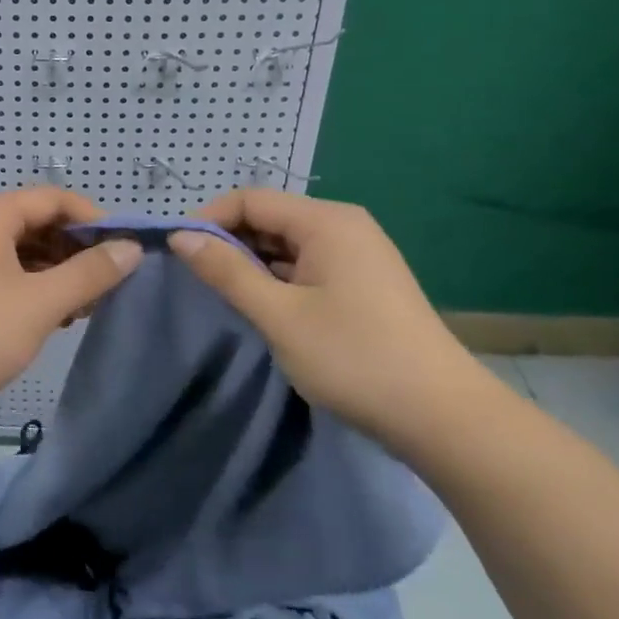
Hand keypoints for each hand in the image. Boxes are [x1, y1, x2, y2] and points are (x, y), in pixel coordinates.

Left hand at [0, 190, 141, 429]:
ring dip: (55, 274)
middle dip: (75, 251)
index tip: (124, 251)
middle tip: (107, 286)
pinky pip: (4, 275)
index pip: (54, 199)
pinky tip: (52, 318)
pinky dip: (32, 289)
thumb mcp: (40, 303)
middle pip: (37, 224)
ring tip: (84, 308)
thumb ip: (89, 273)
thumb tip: (130, 248)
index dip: (94, 220)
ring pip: (21, 253)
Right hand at [166, 190, 487, 447]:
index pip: (251, 200)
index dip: (209, 219)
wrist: (442, 418)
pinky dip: (277, 279)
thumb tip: (180, 236)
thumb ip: (227, 271)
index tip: (176, 252)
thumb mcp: (279, 315)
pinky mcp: (362, 283)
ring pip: (286, 245)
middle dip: (228, 242)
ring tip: (221, 294)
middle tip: (194, 278)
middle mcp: (343, 226)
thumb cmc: (354, 358)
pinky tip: (261, 306)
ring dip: (251, 263)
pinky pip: (305, 266)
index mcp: (327, 221)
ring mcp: (357, 255)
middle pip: (269, 218)